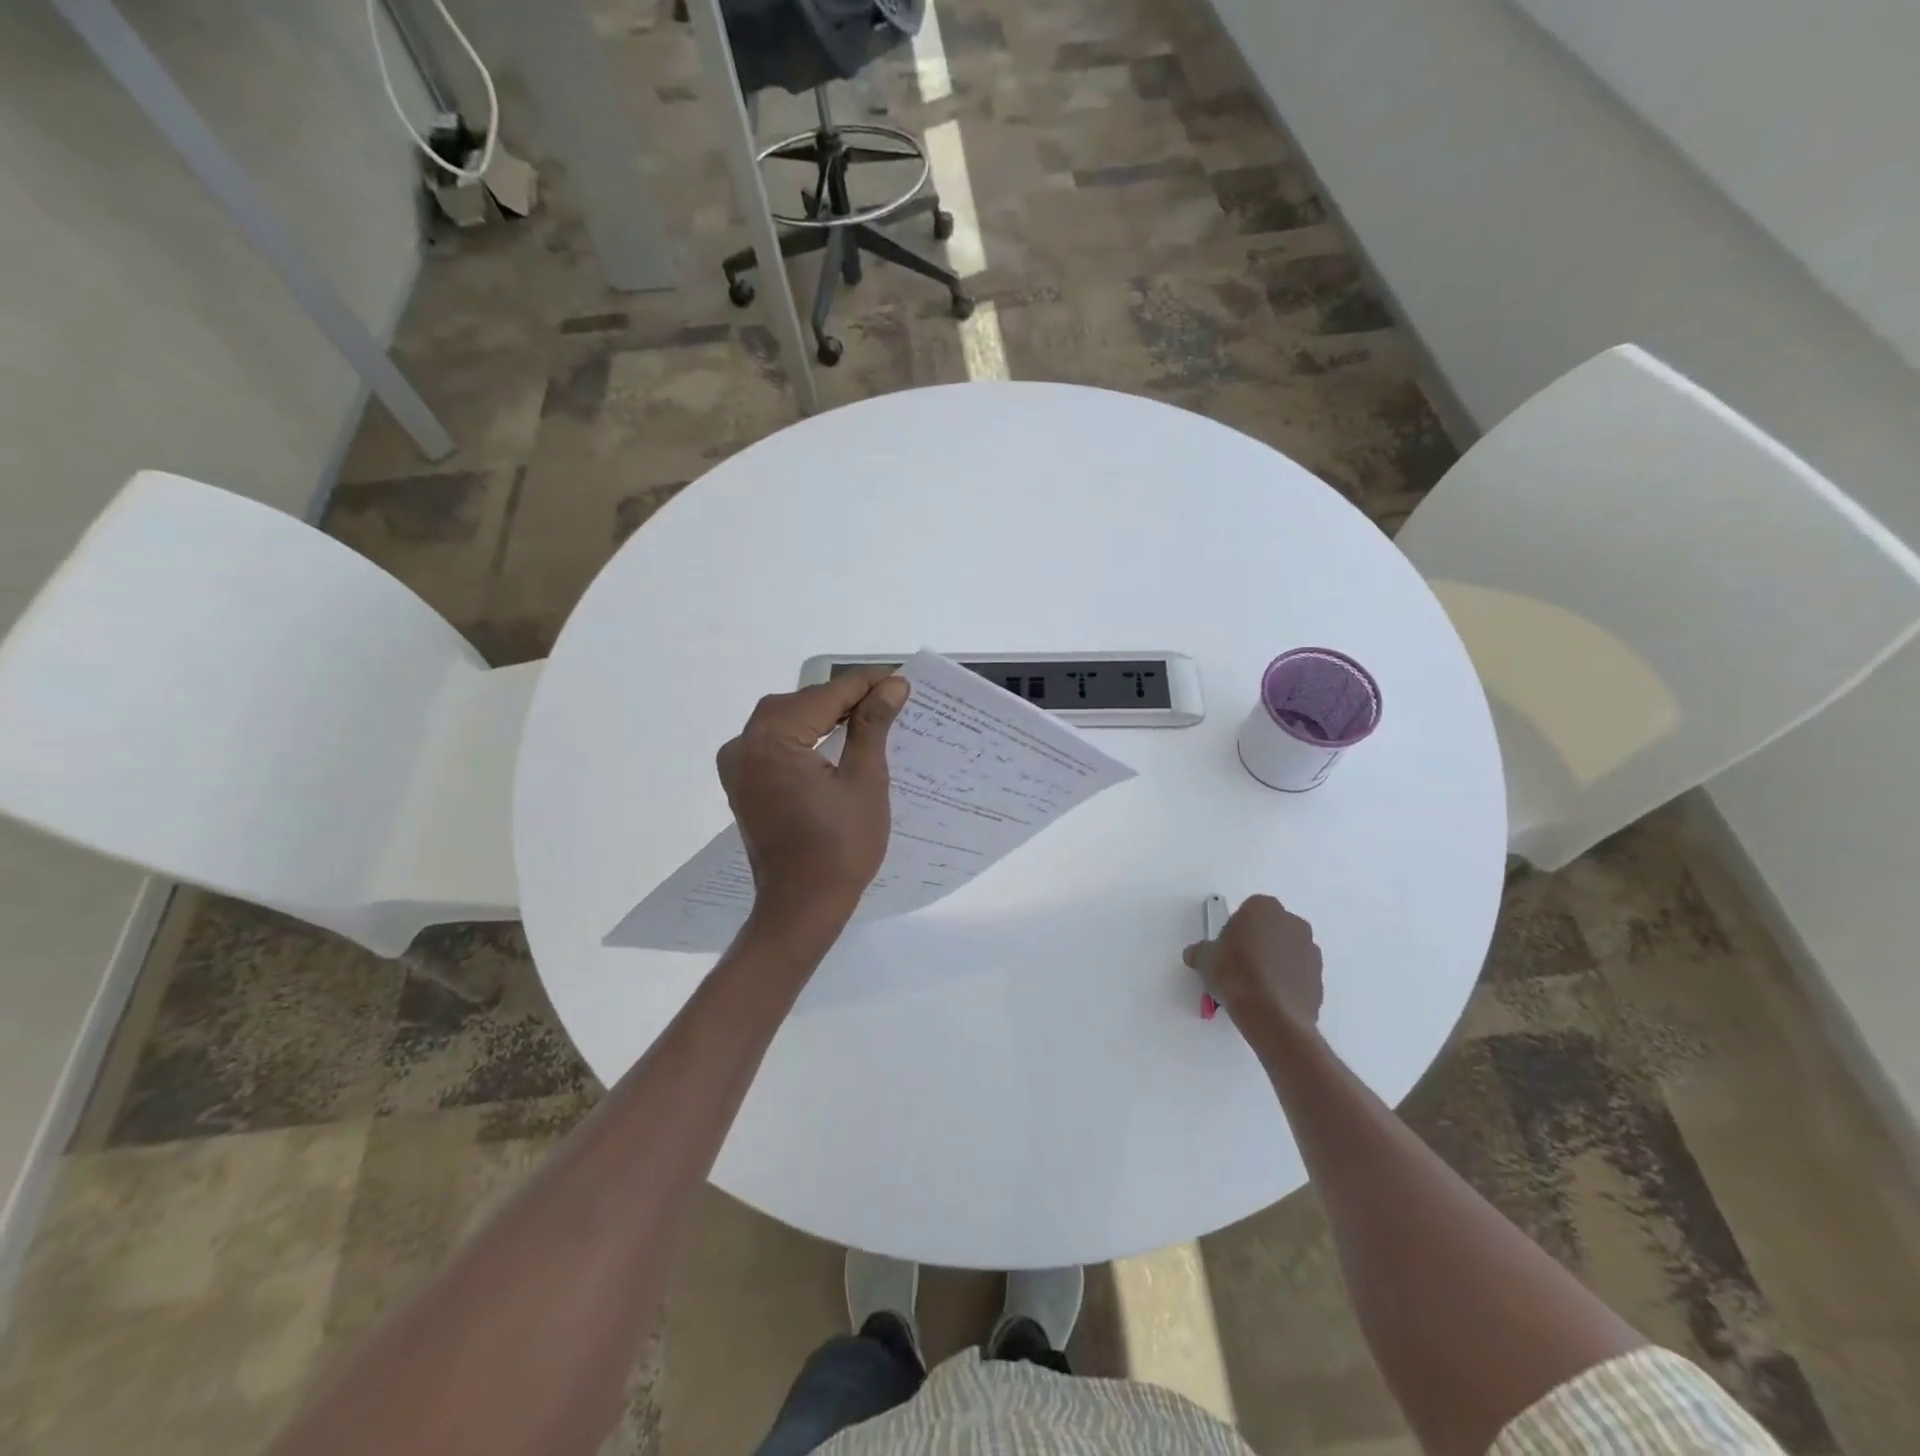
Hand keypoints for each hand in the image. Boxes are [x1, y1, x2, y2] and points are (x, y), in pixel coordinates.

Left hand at [716, 668, 909, 942]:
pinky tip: (833, 738)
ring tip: (869, 715)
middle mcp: (744, 742)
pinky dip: (803, 734)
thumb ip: (872, 726)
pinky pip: (774, 741)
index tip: (901, 679)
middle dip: (845, 697)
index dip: (867, 684)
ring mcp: (737, 763)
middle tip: (890, 697)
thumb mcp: (865, 781)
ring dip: (824, 713)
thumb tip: (892, 685)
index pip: (827, 695)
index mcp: (774, 739)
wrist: (801, 907)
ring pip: (786, 718)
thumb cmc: (841, 848)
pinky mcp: (741, 781)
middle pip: (802, 702)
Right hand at [1183, 895, 1323, 1035]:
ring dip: (1274, 961)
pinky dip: (1287, 980)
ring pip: (1286, 950)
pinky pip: (1298, 972)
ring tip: (1256, 985)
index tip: (1226, 948)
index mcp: (1263, 908)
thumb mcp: (1205, 959)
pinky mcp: (1319, 976)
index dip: (1235, 929)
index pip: (1247, 911)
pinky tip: (1271, 997)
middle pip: (1270, 928)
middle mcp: (1291, 922)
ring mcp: (1310, 949)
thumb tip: (1196, 954)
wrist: (1272, 1015)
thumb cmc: (1235, 974)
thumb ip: (1202, 951)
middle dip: (1258, 942)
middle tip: (1240, 965)